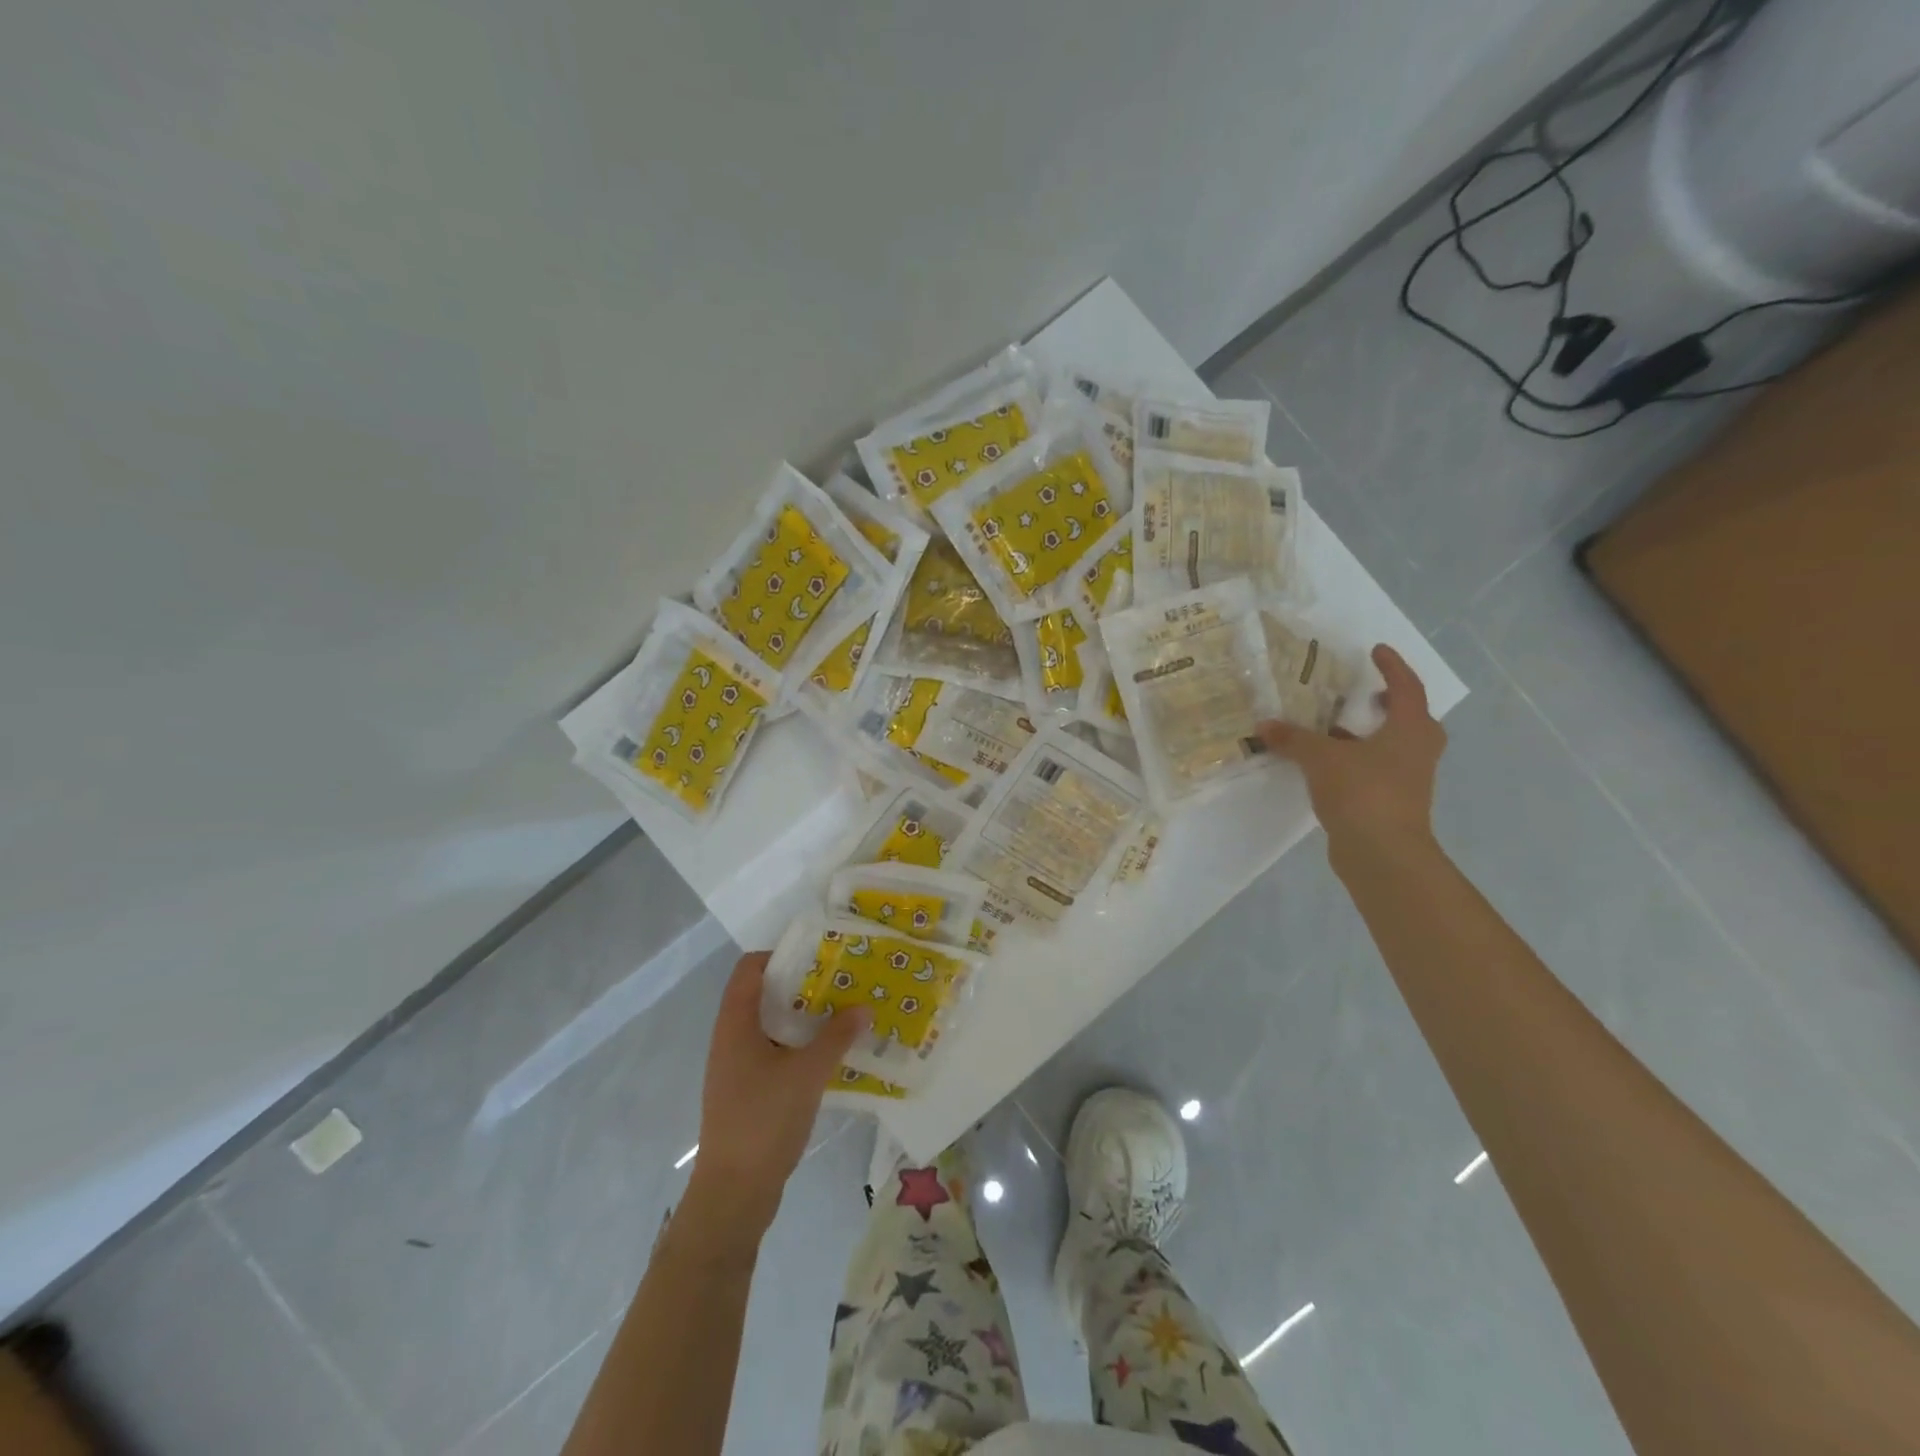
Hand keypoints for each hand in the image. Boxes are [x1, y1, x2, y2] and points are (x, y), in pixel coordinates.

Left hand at [685, 952, 869, 1237]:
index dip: (781, 954)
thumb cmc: (764, 1119)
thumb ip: (836, 1036)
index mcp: (735, 1023)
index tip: (818, 954)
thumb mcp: (807, 1073)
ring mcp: (736, 1067)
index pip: (749, 968)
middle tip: (840, 980)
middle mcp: (731, 1038)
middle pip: (762, 994)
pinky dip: (798, 1045)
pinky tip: (829, 1054)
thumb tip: (862, 1007)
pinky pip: (774, 1053)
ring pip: (770, 1026)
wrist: (733, 1193)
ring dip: (803, 1017)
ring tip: (842, 1012)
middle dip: (801, 985)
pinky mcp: (747, 1092)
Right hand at [1259, 643, 1445, 855]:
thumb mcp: (1321, 758)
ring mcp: (1408, 779)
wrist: (1382, 853)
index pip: (1407, 687)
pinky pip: (1376, 769)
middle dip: (1390, 704)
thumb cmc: (1363, 792)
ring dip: (1368, 734)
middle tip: (1367, 693)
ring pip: (1392, 746)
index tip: (1376, 651)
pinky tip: (1327, 764)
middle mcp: (1416, 750)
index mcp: (1410, 729)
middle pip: (1410, 718)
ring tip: (1335, 726)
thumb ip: (1294, 739)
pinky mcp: (1392, 802)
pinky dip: (1356, 760)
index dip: (1392, 667)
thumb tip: (1264, 725)